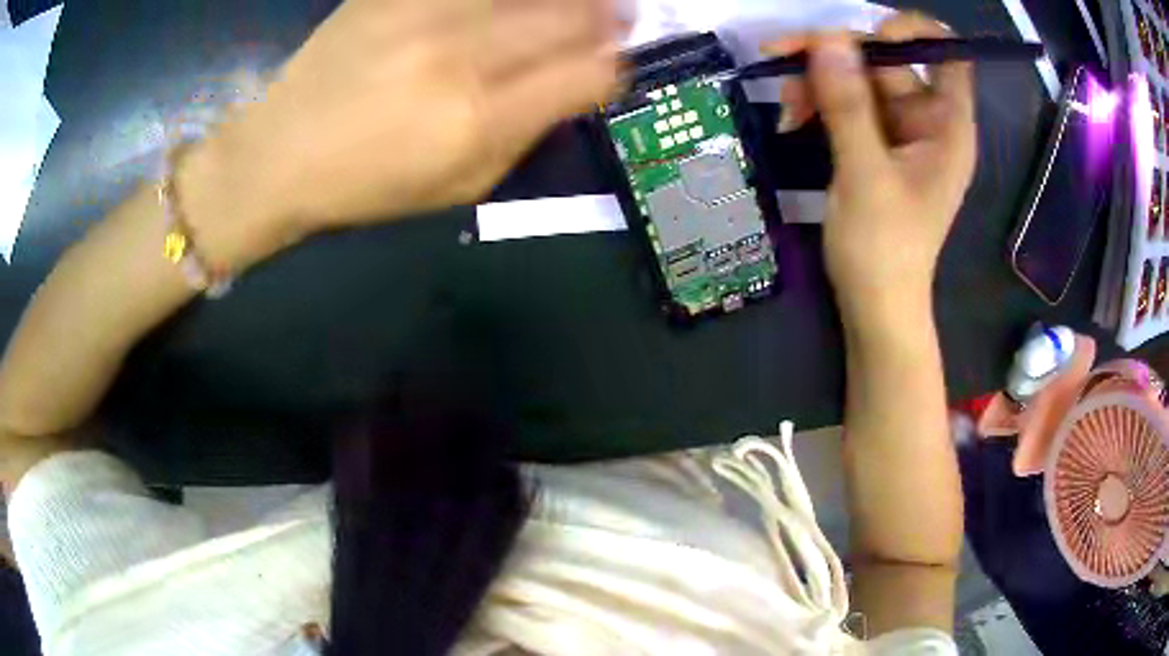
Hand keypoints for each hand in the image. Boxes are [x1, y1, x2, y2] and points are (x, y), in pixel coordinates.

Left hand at [181, 0, 622, 269]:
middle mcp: (459, 54)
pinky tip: (507, 6)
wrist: (278, 152)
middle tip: (619, 16)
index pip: (590, 73)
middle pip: (573, 14)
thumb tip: (573, 85)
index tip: (613, 64)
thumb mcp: (459, 186)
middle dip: (609, 17)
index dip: (615, 67)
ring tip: (578, 3)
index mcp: (478, 118)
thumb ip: (526, 134)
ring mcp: (424, 12)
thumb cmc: (366, 183)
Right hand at [766, 14, 976, 322]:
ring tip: (786, 107)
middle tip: (783, 57)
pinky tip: (791, 119)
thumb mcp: (866, 176)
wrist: (875, 306)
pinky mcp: (874, 143)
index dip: (913, 31)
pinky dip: (818, 103)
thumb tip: (826, 37)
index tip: (870, 35)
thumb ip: (848, 105)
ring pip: (858, 79)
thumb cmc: (884, 251)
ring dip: (817, 81)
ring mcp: (899, 131)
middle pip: (887, 60)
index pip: (946, 54)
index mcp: (946, 126)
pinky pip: (845, 103)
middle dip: (837, 56)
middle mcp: (926, 120)